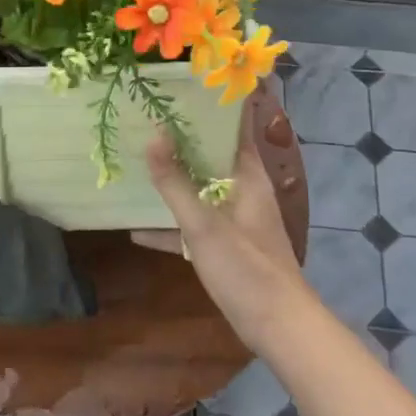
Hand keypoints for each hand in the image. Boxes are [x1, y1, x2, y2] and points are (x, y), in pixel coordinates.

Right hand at [137, 97, 317, 358]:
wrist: (278, 327)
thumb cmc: (247, 269)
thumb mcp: (204, 225)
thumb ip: (176, 183)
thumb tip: (153, 136)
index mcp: (247, 176)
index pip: (232, 127)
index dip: (210, 106)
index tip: (179, 87)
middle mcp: (243, 191)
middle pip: (211, 155)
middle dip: (181, 140)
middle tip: (144, 119)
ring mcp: (234, 219)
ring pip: (199, 189)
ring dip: (173, 180)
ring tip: (137, 163)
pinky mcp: (225, 245)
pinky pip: (194, 223)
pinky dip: (171, 223)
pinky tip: (137, 228)